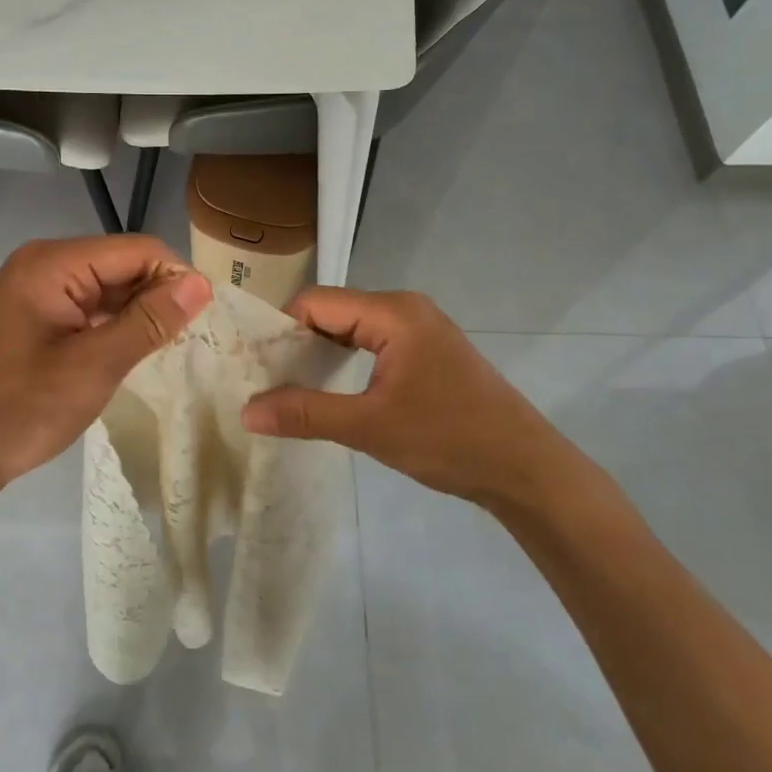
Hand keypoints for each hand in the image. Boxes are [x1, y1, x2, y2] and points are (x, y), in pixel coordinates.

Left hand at [0, 236, 212, 506]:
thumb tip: (201, 285)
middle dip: (159, 293)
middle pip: (122, 263)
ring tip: (172, 344)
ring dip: (139, 310)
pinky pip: (89, 305)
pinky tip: (136, 347)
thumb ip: (149, 321)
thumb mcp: (94, 366)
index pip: (137, 249)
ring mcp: (37, 288)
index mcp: (54, 264)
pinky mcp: (36, 313)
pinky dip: (115, 322)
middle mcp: (45, 263)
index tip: (206, 316)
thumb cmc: (21, 409)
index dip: (176, 276)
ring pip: (108, 285)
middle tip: (192, 336)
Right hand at [240, 288, 580, 514]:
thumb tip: (246, 411)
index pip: (316, 302)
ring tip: (289, 387)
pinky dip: (346, 361)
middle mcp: (406, 308)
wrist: (525, 469)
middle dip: (297, 342)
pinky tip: (331, 389)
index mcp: (393, 313)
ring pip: (352, 327)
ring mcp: (420, 328)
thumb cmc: (449, 439)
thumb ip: (305, 413)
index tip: (254, 365)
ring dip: (320, 353)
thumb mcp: (369, 427)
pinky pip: (373, 342)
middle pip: (332, 311)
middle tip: (264, 379)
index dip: (280, 328)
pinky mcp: (428, 351)